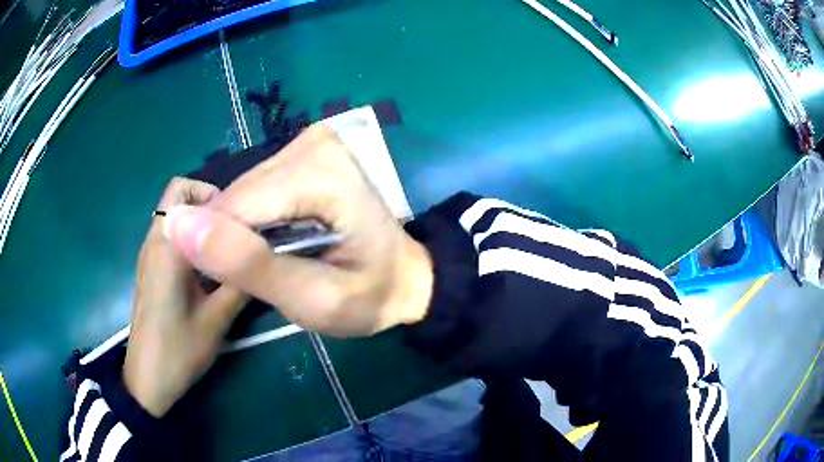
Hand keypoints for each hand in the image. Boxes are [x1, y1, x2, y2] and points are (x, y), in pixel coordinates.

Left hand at [123, 178, 248, 416]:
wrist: (148, 378)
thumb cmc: (179, 351)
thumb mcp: (217, 320)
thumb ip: (240, 282)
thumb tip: (266, 254)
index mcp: (168, 247)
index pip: (186, 190)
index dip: (218, 196)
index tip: (244, 222)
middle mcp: (154, 240)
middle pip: (179, 195)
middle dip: (210, 202)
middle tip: (236, 232)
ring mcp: (150, 253)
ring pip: (175, 214)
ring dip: (202, 221)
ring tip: (227, 249)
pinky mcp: (151, 267)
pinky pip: (172, 234)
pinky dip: (192, 236)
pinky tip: (209, 268)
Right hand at [165, 124, 433, 336]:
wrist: (405, 279)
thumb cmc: (369, 296)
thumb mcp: (312, 300)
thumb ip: (247, 264)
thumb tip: (178, 225)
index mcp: (321, 172)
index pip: (235, 207)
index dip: (223, 251)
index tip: (240, 285)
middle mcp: (313, 143)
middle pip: (237, 196)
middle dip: (235, 241)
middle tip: (267, 277)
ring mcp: (309, 143)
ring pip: (242, 192)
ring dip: (243, 232)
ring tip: (274, 261)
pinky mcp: (303, 153)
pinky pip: (255, 189)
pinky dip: (254, 220)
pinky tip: (276, 240)